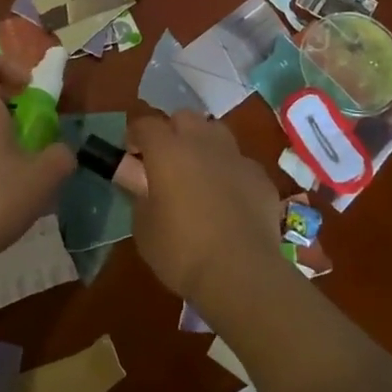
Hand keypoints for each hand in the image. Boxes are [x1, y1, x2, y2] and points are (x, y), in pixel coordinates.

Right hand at [127, 111, 291, 313]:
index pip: (145, 124)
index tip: (131, 155)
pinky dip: (231, 173)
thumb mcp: (144, 228)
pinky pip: (240, 163)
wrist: (241, 273)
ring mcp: (236, 157)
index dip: (135, 136)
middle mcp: (202, 143)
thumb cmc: (181, 251)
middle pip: (184, 117)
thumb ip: (139, 195)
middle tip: (165, 161)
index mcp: (167, 151)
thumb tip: (139, 180)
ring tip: (199, 174)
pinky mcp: (261, 177)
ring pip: (216, 132)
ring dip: (204, 144)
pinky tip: (230, 199)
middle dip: (172, 132)